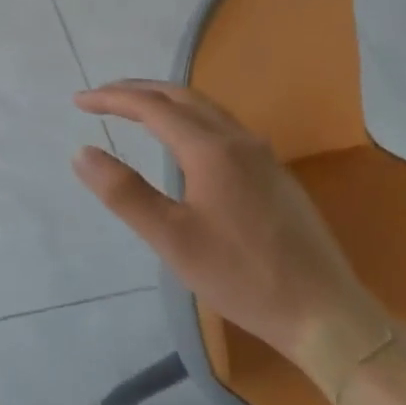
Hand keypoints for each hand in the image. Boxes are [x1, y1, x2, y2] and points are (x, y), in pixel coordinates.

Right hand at [72, 80, 391, 394]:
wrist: (326, 314)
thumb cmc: (242, 277)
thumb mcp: (171, 239)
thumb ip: (124, 192)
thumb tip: (81, 151)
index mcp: (210, 149)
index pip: (151, 107)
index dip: (112, 99)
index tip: (78, 101)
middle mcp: (238, 140)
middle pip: (180, 96)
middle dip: (137, 90)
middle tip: (102, 96)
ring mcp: (262, 155)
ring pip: (205, 108)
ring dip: (165, 100)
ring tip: (136, 108)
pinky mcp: (274, 174)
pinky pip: (222, 125)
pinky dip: (189, 116)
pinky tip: (184, 139)